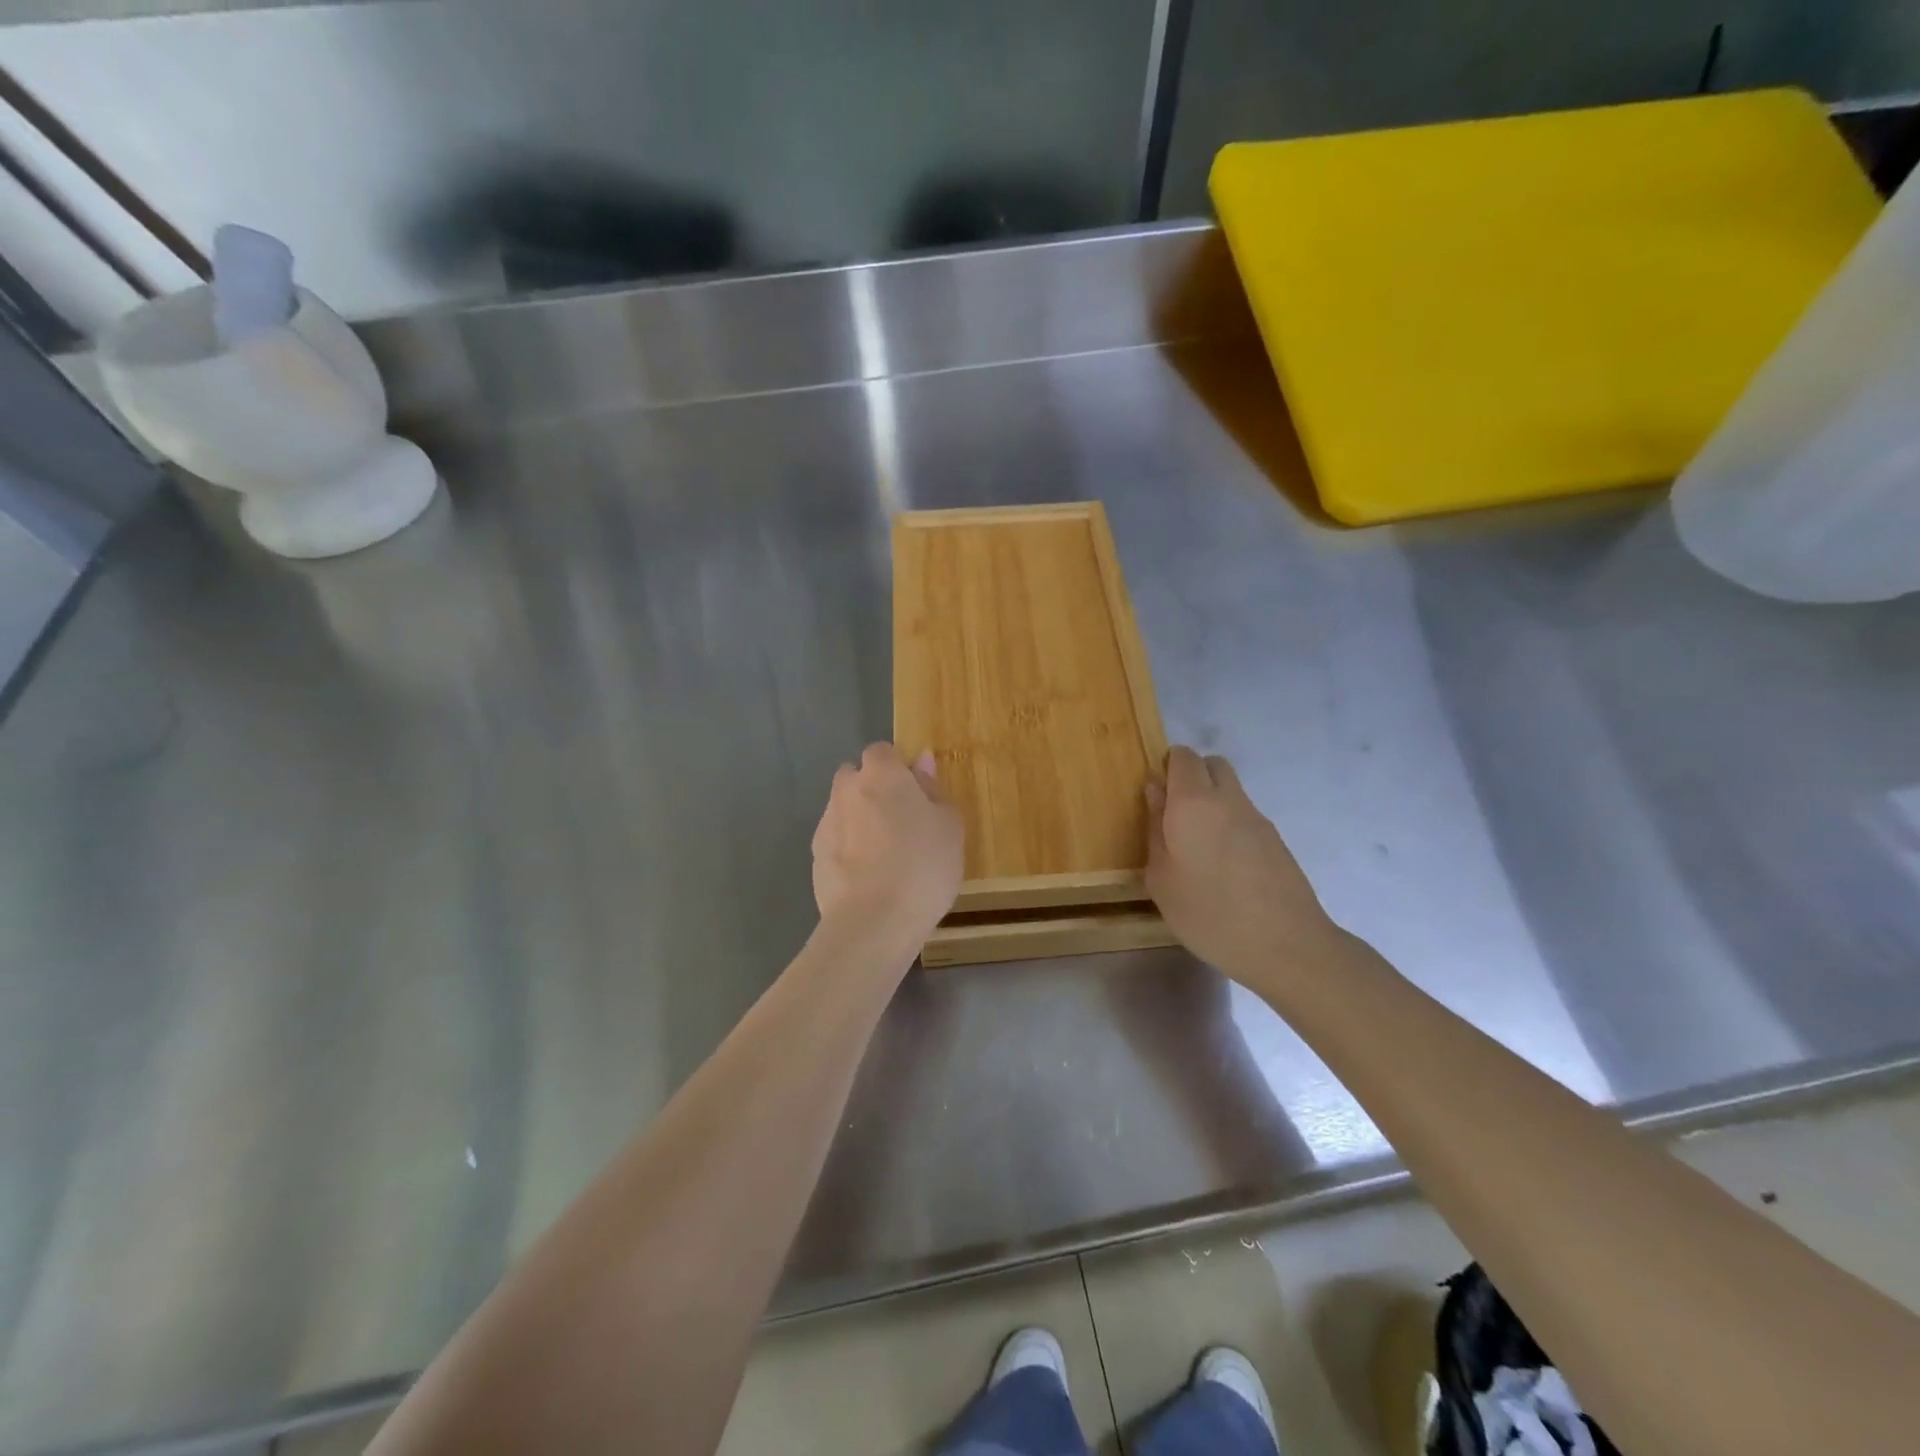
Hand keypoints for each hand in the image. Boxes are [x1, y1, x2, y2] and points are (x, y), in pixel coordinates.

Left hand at [811, 743, 963, 948]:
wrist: (874, 922)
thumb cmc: (923, 865)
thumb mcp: (948, 825)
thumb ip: (932, 788)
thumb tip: (920, 761)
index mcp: (880, 774)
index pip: (882, 752)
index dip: (898, 768)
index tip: (916, 794)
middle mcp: (846, 790)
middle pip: (855, 778)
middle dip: (872, 791)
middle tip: (902, 823)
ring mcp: (825, 824)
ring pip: (844, 810)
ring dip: (859, 821)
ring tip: (886, 856)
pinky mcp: (815, 858)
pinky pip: (836, 842)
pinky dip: (849, 850)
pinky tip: (869, 878)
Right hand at [1145, 746, 1342, 983]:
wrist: (1286, 945)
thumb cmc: (1209, 914)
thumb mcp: (1161, 879)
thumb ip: (1155, 829)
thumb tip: (1155, 792)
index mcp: (1193, 803)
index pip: (1183, 757)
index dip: (1167, 767)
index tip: (1156, 797)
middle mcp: (1228, 800)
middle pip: (1212, 765)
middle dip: (1192, 777)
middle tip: (1174, 815)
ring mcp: (1257, 819)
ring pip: (1231, 790)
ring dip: (1212, 802)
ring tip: (1198, 847)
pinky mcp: (1276, 841)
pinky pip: (1245, 817)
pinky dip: (1230, 826)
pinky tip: (1224, 867)